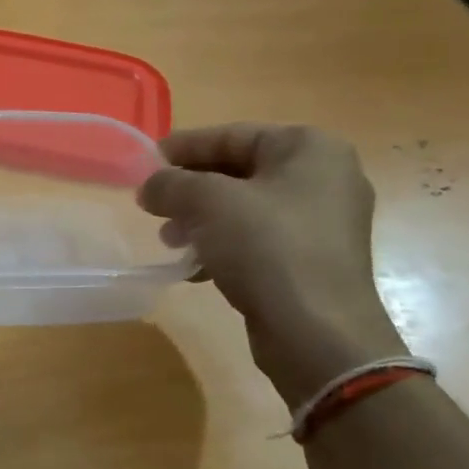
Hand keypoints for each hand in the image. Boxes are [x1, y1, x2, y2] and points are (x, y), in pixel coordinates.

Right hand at [138, 123, 404, 405]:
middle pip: (239, 171)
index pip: (232, 135)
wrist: (318, 333)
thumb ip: (171, 183)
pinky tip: (194, 268)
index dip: (183, 147)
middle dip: (190, 189)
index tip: (144, 163)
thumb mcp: (207, 203)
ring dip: (200, 221)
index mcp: (309, 148)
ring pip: (245, 209)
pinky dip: (223, 247)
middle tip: (153, 205)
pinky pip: (257, 241)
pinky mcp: (313, 262)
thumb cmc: (267, 248)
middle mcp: (324, 178)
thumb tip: (150, 185)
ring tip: (169, 241)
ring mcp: (322, 223)